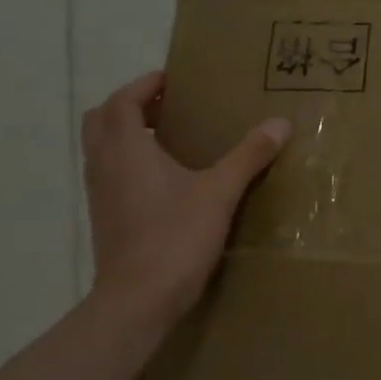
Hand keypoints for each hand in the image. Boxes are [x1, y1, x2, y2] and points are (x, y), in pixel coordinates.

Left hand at [81, 71, 290, 324]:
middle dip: (131, 106)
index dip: (143, 85)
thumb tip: (281, 123)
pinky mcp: (105, 219)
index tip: (171, 80)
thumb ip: (248, 155)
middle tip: (167, 108)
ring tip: (168, 140)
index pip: (122, 101)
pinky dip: (129, 164)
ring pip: (102, 149)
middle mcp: (104, 166)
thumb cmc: (175, 237)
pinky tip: (165, 182)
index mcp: (126, 150)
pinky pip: (110, 176)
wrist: (138, 299)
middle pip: (102, 120)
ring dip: (127, 135)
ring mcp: (100, 195)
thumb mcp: (220, 192)